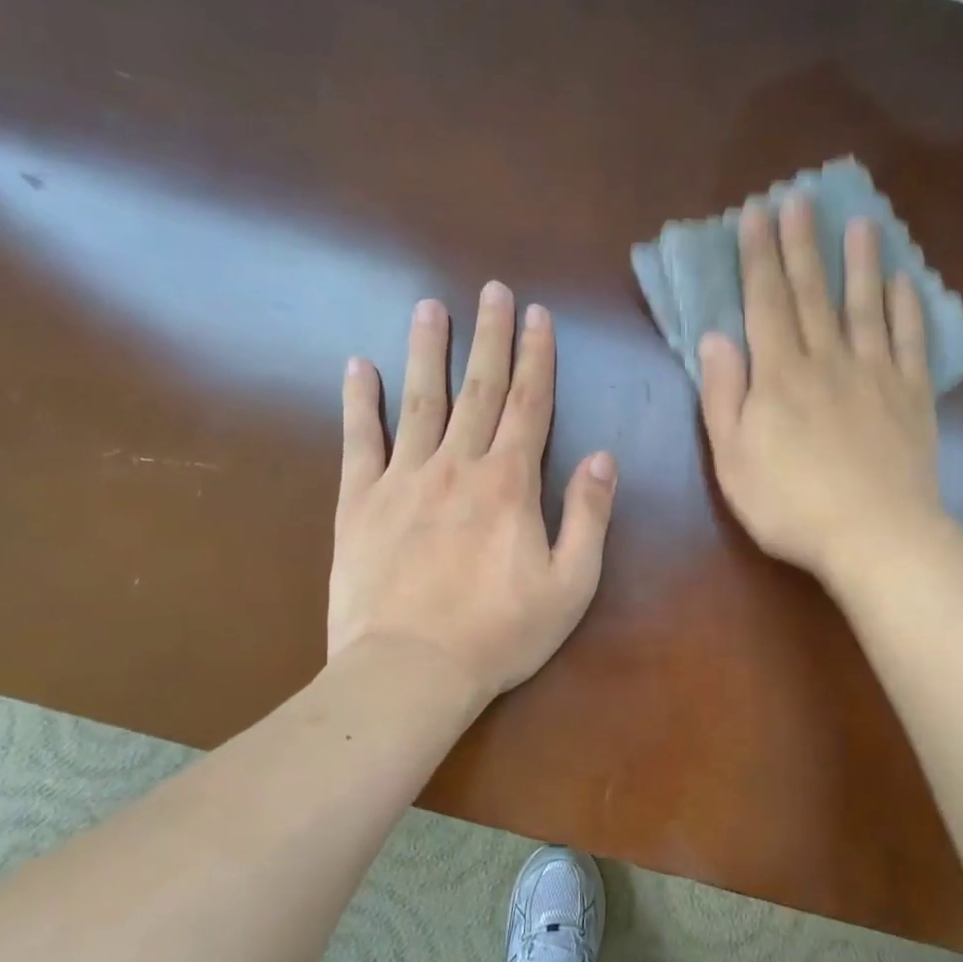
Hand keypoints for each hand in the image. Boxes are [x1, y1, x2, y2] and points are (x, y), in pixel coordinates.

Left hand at [328, 283, 616, 702]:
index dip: (537, 358)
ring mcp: (404, 479)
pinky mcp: (360, 503)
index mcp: (510, 483)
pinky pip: (359, 440)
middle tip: (492, 290)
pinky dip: (359, 402)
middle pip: (479, 390)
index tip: (537, 316)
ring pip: (420, 400)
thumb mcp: (571, 584)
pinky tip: (359, 367)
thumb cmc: (501, 633)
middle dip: (490, 338)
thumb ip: (588, 516)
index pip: (529, 405)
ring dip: (428, 350)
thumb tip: (603, 457)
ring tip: (431, 308)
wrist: (410, 671)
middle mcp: (458, 466)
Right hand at [698, 195, 946, 585]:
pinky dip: (908, 310)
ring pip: (865, 306)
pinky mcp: (912, 396)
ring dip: (860, 263)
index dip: (758, 257)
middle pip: (812, 293)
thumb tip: (714, 337)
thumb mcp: (732, 460)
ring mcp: (876, 375)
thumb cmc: (790, 506)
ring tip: (861, 223)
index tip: (757, 214)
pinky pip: (910, 342)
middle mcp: (828, 360)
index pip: (765, 303)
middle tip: (801, 200)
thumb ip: (723, 396)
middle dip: (802, 245)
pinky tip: (906, 284)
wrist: (874, 535)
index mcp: (779, 375)